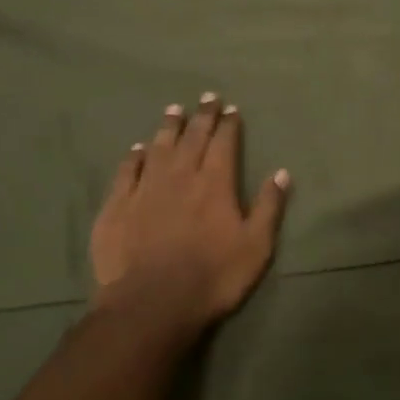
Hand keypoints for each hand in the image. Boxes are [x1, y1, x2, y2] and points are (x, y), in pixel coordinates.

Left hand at [91, 94, 289, 342]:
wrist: (152, 302)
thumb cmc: (213, 276)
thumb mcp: (256, 246)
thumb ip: (269, 207)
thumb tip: (282, 172)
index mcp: (215, 183)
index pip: (223, 143)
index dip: (228, 124)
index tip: (230, 108)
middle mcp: (180, 176)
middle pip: (192, 138)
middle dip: (201, 116)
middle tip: (206, 97)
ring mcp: (145, 188)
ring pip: (159, 148)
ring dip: (168, 127)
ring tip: (174, 109)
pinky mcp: (118, 206)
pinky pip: (127, 171)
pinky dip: (133, 156)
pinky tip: (137, 148)